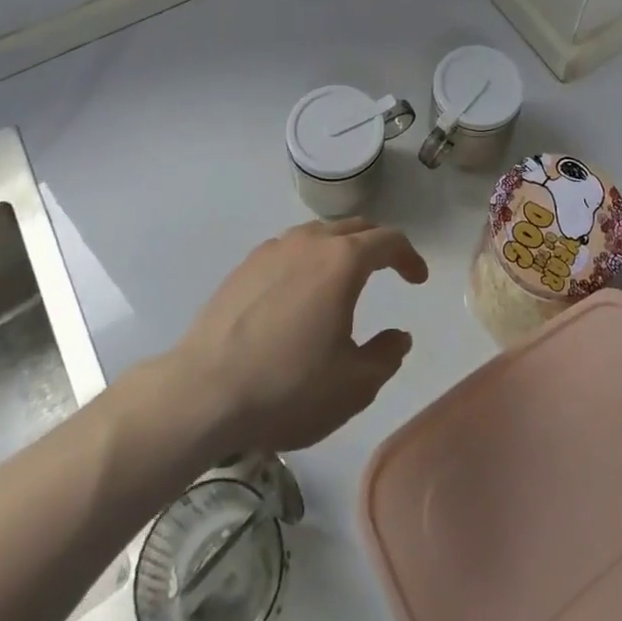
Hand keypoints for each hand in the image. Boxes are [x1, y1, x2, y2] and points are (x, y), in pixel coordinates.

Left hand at [171, 218, 428, 453]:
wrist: (203, 392)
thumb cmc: (287, 387)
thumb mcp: (352, 385)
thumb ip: (384, 356)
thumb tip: (398, 336)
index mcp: (343, 261)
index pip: (388, 241)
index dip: (409, 257)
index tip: (418, 279)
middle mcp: (310, 242)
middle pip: (354, 228)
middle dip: (377, 244)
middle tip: (389, 269)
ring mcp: (273, 249)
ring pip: (319, 234)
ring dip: (341, 248)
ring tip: (345, 277)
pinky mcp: (245, 266)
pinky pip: (290, 249)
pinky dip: (308, 260)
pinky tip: (300, 292)